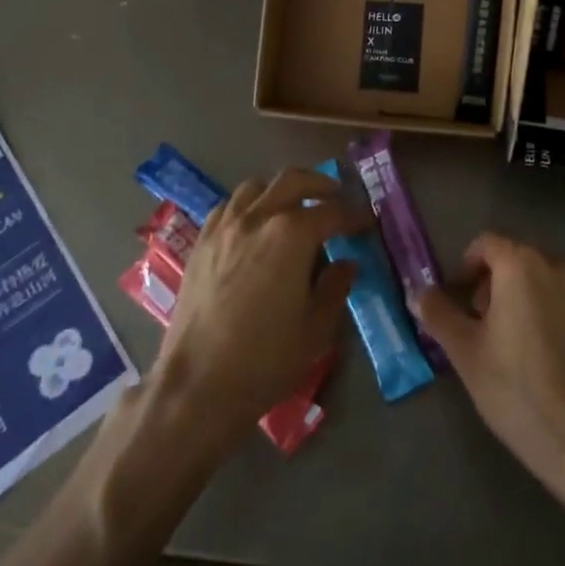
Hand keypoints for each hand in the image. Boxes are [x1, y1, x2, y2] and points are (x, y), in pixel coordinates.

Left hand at [151, 169, 368, 448]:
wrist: (197, 385)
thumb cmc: (265, 358)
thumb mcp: (317, 328)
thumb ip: (336, 287)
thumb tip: (346, 264)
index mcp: (292, 234)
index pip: (332, 212)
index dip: (354, 216)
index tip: (367, 222)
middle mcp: (258, 217)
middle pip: (294, 180)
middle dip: (321, 185)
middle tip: (337, 198)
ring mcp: (225, 227)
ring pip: (256, 186)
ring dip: (281, 190)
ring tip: (293, 208)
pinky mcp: (201, 242)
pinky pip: (229, 207)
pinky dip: (248, 206)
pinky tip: (254, 227)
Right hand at [414, 233, 564, 487]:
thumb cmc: (517, 389)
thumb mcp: (465, 352)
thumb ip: (439, 314)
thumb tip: (419, 292)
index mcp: (522, 264)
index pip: (486, 244)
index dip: (464, 268)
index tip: (455, 300)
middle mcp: (557, 265)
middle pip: (514, 258)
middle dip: (491, 283)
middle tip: (476, 323)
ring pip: (540, 279)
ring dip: (518, 297)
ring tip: (505, 342)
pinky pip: (562, 300)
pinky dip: (543, 311)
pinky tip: (536, 355)